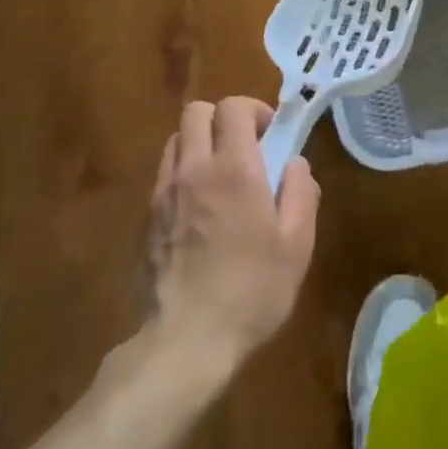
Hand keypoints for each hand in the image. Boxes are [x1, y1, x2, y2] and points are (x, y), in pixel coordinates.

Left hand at [145, 97, 320, 363]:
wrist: (187, 341)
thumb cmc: (252, 290)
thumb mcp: (297, 245)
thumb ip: (301, 193)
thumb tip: (295, 163)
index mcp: (234, 170)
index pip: (233, 107)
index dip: (254, 109)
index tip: (270, 134)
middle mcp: (193, 169)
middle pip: (196, 111)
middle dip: (223, 118)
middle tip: (245, 147)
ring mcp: (163, 193)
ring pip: (176, 139)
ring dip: (200, 142)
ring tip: (221, 175)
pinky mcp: (146, 218)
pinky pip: (164, 174)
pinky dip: (183, 173)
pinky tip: (199, 208)